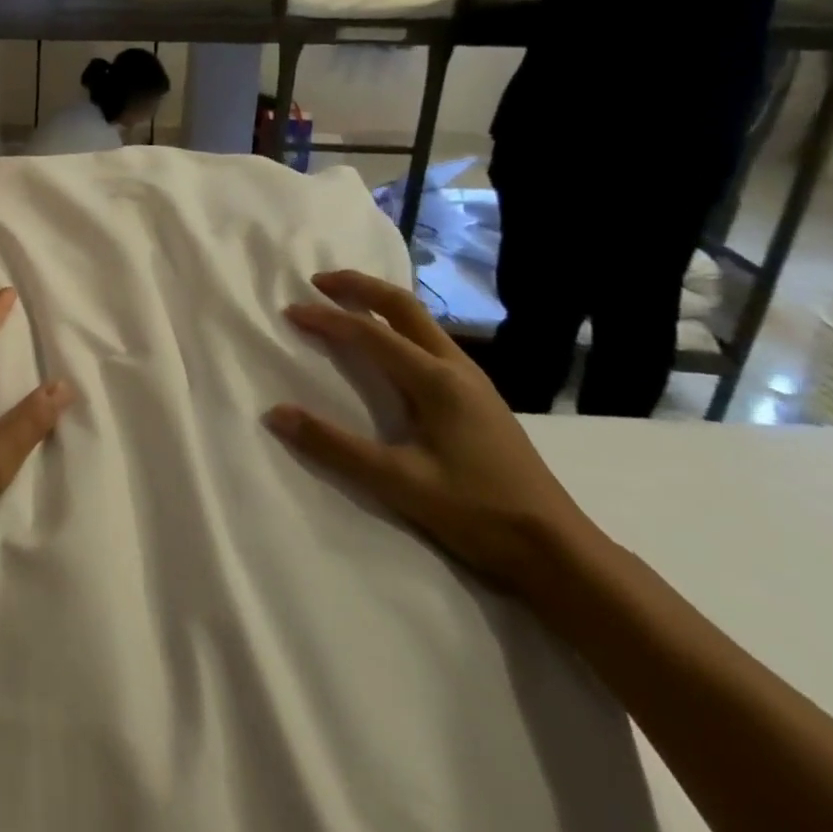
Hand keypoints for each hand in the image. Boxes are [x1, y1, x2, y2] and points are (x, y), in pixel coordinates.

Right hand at [266, 271, 596, 593]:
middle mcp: (456, 368)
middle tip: (319, 281)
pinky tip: (389, 348)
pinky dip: (399, 326)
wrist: (557, 550)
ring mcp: (473, 382)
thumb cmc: (477, 511)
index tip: (290, 311)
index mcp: (436, 380)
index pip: (370, 333)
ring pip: (422, 322)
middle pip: (404, 306)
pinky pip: (432, 342)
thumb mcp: (397, 482)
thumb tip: (275, 414)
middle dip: (360, 286)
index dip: (327, 318)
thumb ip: (333, 445)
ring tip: (346, 305)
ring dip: (380, 303)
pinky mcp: (479, 399)